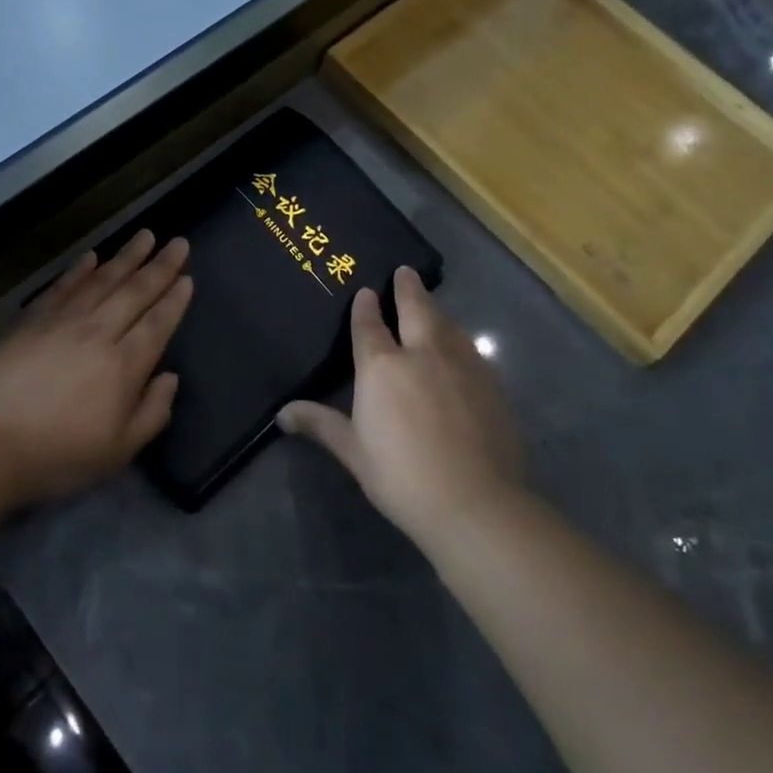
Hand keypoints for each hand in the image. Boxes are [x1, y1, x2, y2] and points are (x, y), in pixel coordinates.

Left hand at [0, 230, 193, 508]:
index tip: (187, 277)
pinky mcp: (29, 322)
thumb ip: (152, 412)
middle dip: (160, 267)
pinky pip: (61, 288)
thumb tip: (170, 377)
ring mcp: (61, 323)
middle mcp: (97, 333)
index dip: (175, 300)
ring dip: (125, 257)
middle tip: (178, 243)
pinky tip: (91, 257)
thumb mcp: (119, 451)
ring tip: (144, 236)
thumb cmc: (58, 456)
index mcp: (124, 365)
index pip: (157, 323)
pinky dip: (78, 271)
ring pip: (101, 281)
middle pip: (134, 292)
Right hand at [279, 266, 522, 542]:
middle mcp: (422, 354)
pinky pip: (470, 349)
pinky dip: (458, 338)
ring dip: (435, 309)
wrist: (475, 502)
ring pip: (446, 324)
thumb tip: (282, 414)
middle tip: (405, 271)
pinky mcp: (490, 383)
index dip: (366, 307)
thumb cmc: (401, 476)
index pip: (370, 326)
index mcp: (382, 367)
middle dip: (408, 288)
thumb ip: (321, 425)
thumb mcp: (354, 451)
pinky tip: (460, 346)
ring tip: (430, 302)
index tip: (366, 292)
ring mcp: (461, 365)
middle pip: (415, 309)